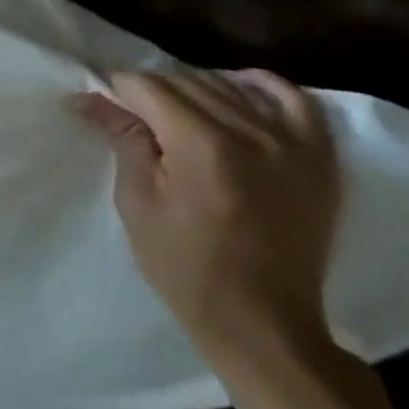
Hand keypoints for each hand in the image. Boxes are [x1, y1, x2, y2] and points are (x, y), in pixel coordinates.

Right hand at [73, 69, 339, 365]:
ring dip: (195, 91)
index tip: (104, 107)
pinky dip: (263, 87)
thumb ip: (123, 139)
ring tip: (178, 117)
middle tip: (135, 119)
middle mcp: (249, 133)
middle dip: (152, 93)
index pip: (147, 86)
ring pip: (228, 86)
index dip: (118, 92)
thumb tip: (90, 98)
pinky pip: (295, 101)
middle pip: (185, 81)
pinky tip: (240, 89)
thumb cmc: (186, 268)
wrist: (264, 327)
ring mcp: (291, 145)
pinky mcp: (318, 161)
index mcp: (200, 145)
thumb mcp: (137, 202)